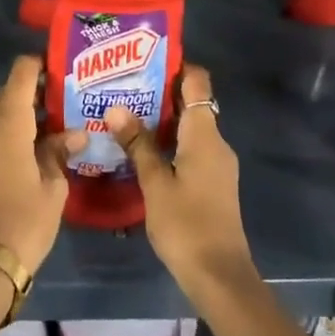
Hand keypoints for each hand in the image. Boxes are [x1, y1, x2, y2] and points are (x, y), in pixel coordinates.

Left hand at [0, 56, 85, 277]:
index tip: (62, 67)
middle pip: (11, 92)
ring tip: (60, 119)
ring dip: (27, 111)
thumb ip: (60, 152)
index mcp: (8, 125)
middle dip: (37, 89)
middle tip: (69, 95)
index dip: (39, 64)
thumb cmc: (25, 220)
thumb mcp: (53, 186)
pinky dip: (17, 128)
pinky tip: (42, 143)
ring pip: (4, 112)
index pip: (20, 75)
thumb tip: (75, 134)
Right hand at [105, 65, 254, 296]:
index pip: (197, 82)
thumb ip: (137, 144)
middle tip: (121, 84)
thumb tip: (115, 107)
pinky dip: (168, 141)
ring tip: (123, 111)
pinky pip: (189, 147)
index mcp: (204, 135)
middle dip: (159, 91)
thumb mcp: (155, 183)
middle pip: (190, 103)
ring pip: (188, 127)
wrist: (220, 277)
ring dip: (160, 118)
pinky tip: (140, 148)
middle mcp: (215, 142)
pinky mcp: (212, 182)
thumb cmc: (186, 225)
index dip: (175, 66)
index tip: (144, 58)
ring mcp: (216, 164)